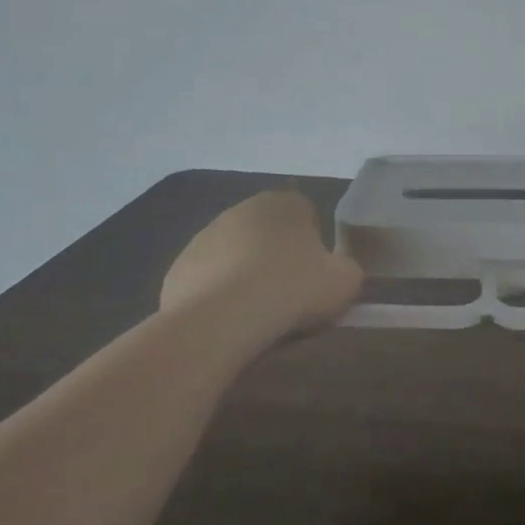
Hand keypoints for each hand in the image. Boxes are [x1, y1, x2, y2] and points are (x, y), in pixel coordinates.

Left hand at [160, 191, 362, 336]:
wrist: (222, 320)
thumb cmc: (292, 290)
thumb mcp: (346, 280)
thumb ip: (346, 268)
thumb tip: (336, 272)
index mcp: (284, 203)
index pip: (306, 213)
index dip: (314, 245)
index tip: (316, 275)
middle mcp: (241, 209)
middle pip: (268, 232)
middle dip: (277, 257)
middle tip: (290, 295)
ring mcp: (204, 237)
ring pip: (235, 256)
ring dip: (246, 276)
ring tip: (259, 314)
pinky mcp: (178, 268)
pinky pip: (208, 281)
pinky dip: (219, 297)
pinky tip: (230, 322)